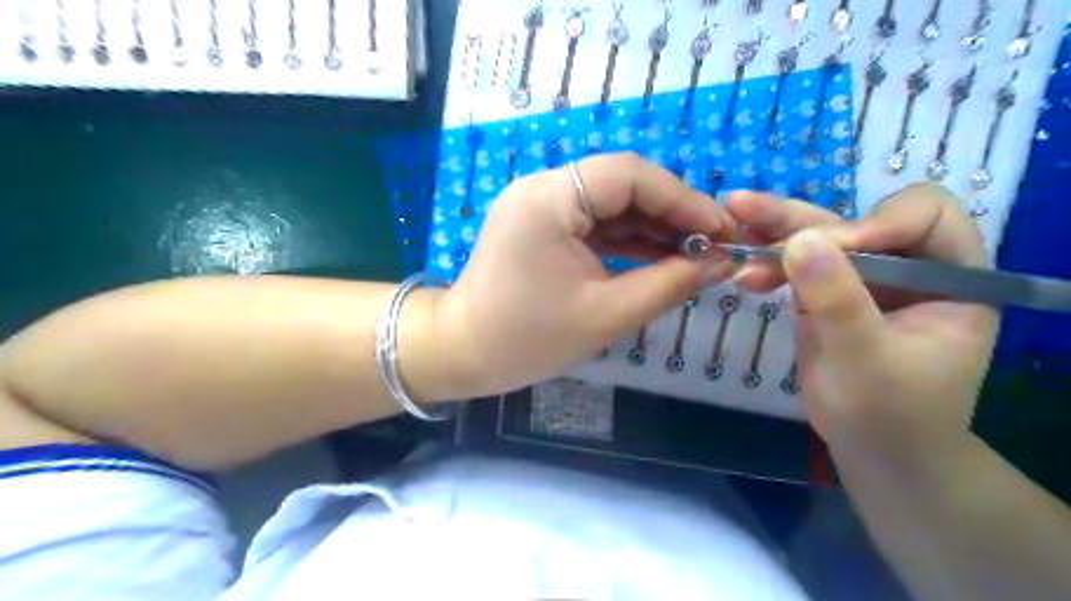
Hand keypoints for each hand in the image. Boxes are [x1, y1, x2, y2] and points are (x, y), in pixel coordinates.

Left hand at [434, 153, 737, 399]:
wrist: (462, 354)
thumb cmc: (527, 339)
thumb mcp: (606, 314)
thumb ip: (669, 283)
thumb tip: (722, 264)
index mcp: (550, 199)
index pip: (630, 175)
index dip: (683, 200)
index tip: (723, 230)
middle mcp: (543, 188)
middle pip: (622, 184)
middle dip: (672, 213)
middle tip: (714, 244)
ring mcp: (540, 206)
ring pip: (611, 204)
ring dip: (653, 227)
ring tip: (696, 254)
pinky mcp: (542, 226)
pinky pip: (594, 223)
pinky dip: (628, 239)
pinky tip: (662, 256)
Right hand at [723, 184, 1000, 463]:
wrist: (872, 449)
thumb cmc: (889, 413)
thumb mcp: (866, 358)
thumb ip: (837, 300)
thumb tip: (800, 240)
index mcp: (950, 275)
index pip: (921, 216)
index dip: (874, 223)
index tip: (827, 250)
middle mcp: (907, 267)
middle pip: (854, 222)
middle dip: (798, 219)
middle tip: (743, 206)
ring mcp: (862, 279)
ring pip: (817, 240)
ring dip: (772, 234)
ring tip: (731, 221)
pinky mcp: (826, 293)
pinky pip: (795, 266)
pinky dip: (767, 264)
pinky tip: (743, 269)